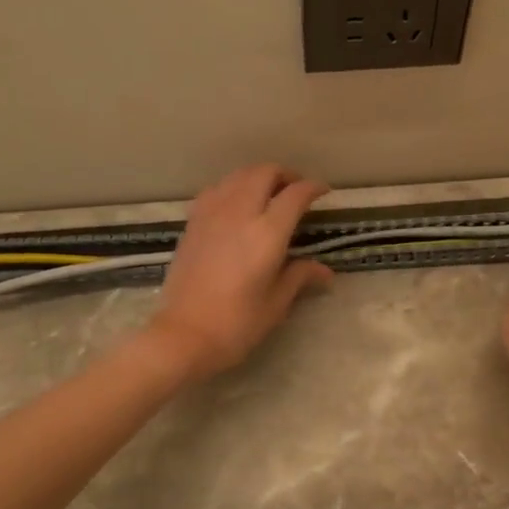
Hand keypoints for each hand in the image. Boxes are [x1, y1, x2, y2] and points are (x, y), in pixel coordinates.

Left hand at [145, 164, 333, 379]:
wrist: (183, 335)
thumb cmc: (237, 324)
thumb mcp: (276, 303)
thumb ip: (300, 277)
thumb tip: (325, 271)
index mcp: (267, 233)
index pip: (295, 195)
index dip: (313, 187)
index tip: (323, 192)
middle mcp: (239, 213)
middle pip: (264, 173)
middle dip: (285, 175)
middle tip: (296, 190)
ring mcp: (212, 215)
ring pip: (238, 175)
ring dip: (257, 177)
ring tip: (268, 194)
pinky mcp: (192, 223)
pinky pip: (216, 190)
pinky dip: (232, 187)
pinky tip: (236, 205)